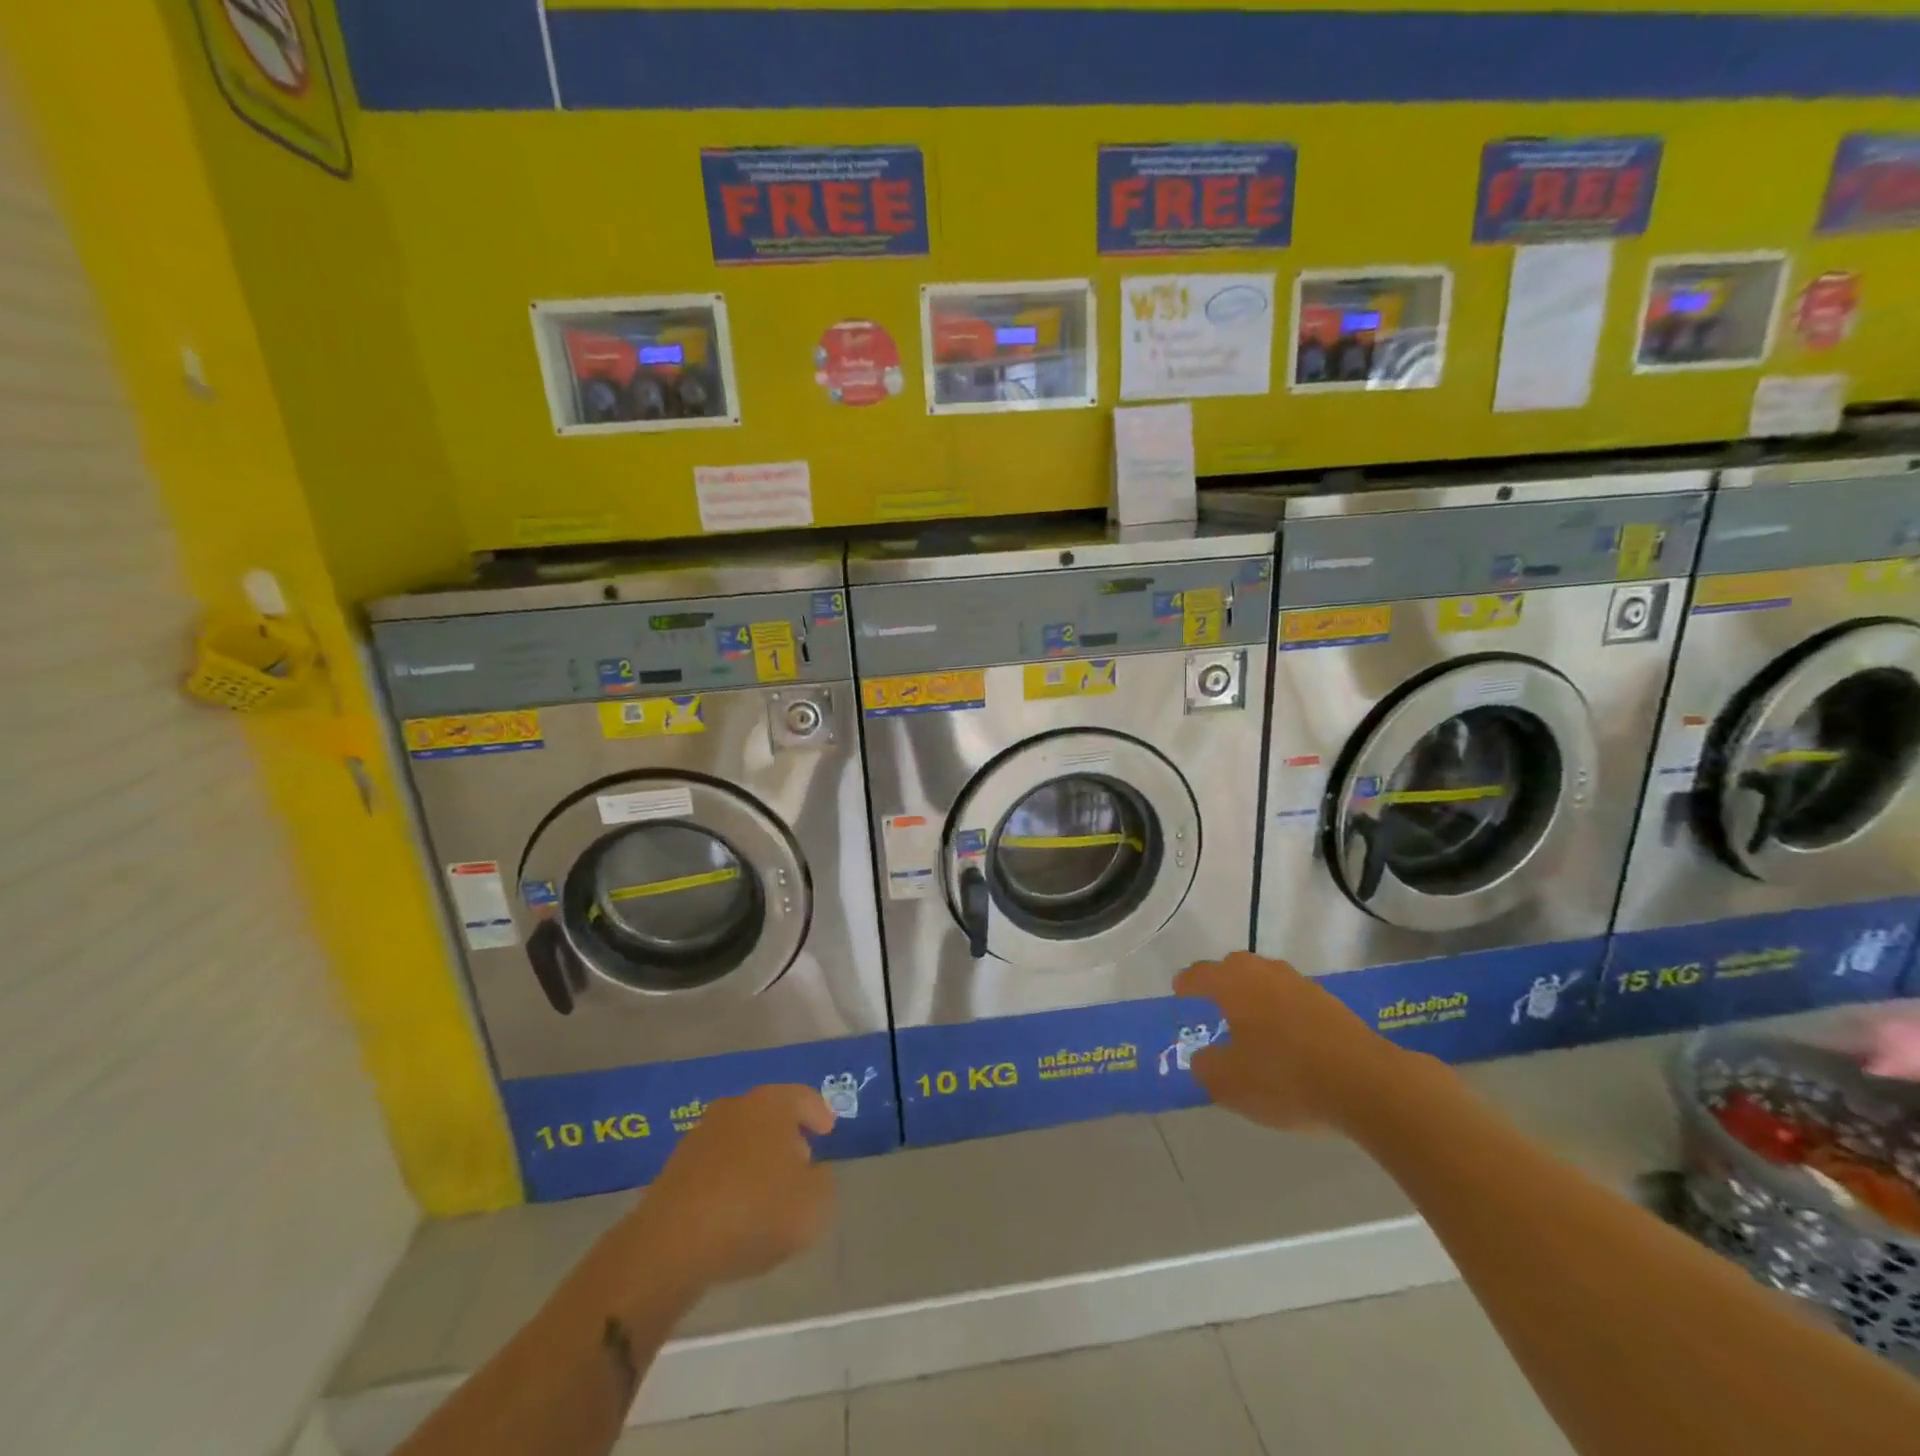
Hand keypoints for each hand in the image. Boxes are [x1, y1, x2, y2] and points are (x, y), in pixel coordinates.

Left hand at [628, 1085, 836, 1290]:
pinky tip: (735, 1207)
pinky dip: (729, 1178)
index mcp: (772, 1104)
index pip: (803, 1097)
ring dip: (755, 1157)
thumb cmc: (755, 1210)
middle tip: (800, 1161)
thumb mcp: (814, 1203)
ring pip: (740, 1139)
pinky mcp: (675, 1166)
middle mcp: (736, 1107)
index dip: (818, 1113)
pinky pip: (716, 1165)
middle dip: (785, 1135)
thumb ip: (822, 1182)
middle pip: (769, 1114)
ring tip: (766, 1190)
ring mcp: (701, 1134)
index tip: (827, 1130)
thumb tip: (810, 1172)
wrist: (673, 1242)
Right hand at [1174, 952, 1406, 1131]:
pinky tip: (1286, 1037)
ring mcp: (1302, 985)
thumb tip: (1203, 1057)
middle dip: (1221, 981)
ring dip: (1255, 994)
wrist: (1367, 1084)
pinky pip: (1293, 999)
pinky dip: (1282, 1010)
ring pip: (1268, 980)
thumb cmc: (1285, 1078)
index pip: (1201, 974)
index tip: (1179, 991)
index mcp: (1234, 984)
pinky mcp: (1331, 1004)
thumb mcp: (1230, 1083)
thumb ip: (1207, 1067)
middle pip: (1236, 967)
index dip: (1187, 983)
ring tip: (1250, 1020)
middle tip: (1213, 1002)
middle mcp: (1265, 974)